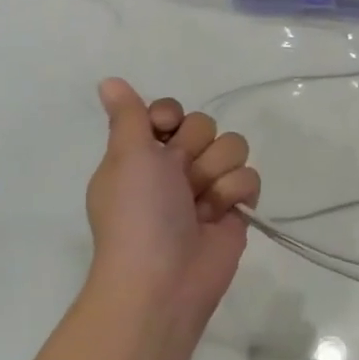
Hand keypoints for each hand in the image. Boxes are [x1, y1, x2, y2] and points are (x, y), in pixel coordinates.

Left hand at [85, 78, 260, 329]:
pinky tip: (221, 214)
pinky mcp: (236, 208)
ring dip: (217, 173)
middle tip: (179, 178)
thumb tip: (108, 80)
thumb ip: (128, 116)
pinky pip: (250, 177)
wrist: (164, 278)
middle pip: (206, 126)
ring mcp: (208, 187)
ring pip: (233, 148)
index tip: (163, 132)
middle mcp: (175, 167)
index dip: (171, 118)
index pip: (171, 111)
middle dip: (197, 150)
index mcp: (143, 154)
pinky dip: (236, 194)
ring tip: (201, 202)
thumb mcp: (127, 157)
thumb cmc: (138, 214)